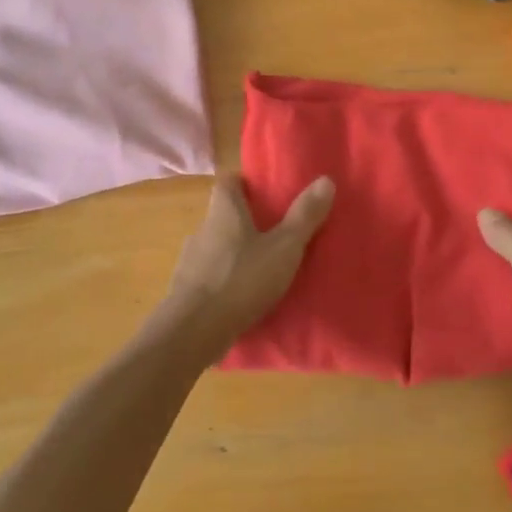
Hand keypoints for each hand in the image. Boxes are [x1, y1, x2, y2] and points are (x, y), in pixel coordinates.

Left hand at [153, 173, 335, 356]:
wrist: (193, 332)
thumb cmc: (241, 279)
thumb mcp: (283, 248)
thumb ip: (304, 216)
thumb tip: (326, 179)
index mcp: (223, 212)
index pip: (227, 182)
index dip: (244, 183)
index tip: (264, 192)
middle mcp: (202, 230)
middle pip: (222, 216)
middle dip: (245, 222)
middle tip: (274, 232)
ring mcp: (189, 262)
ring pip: (216, 248)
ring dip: (235, 254)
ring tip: (262, 268)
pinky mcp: (186, 292)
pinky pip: (210, 278)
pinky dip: (225, 282)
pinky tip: (243, 297)